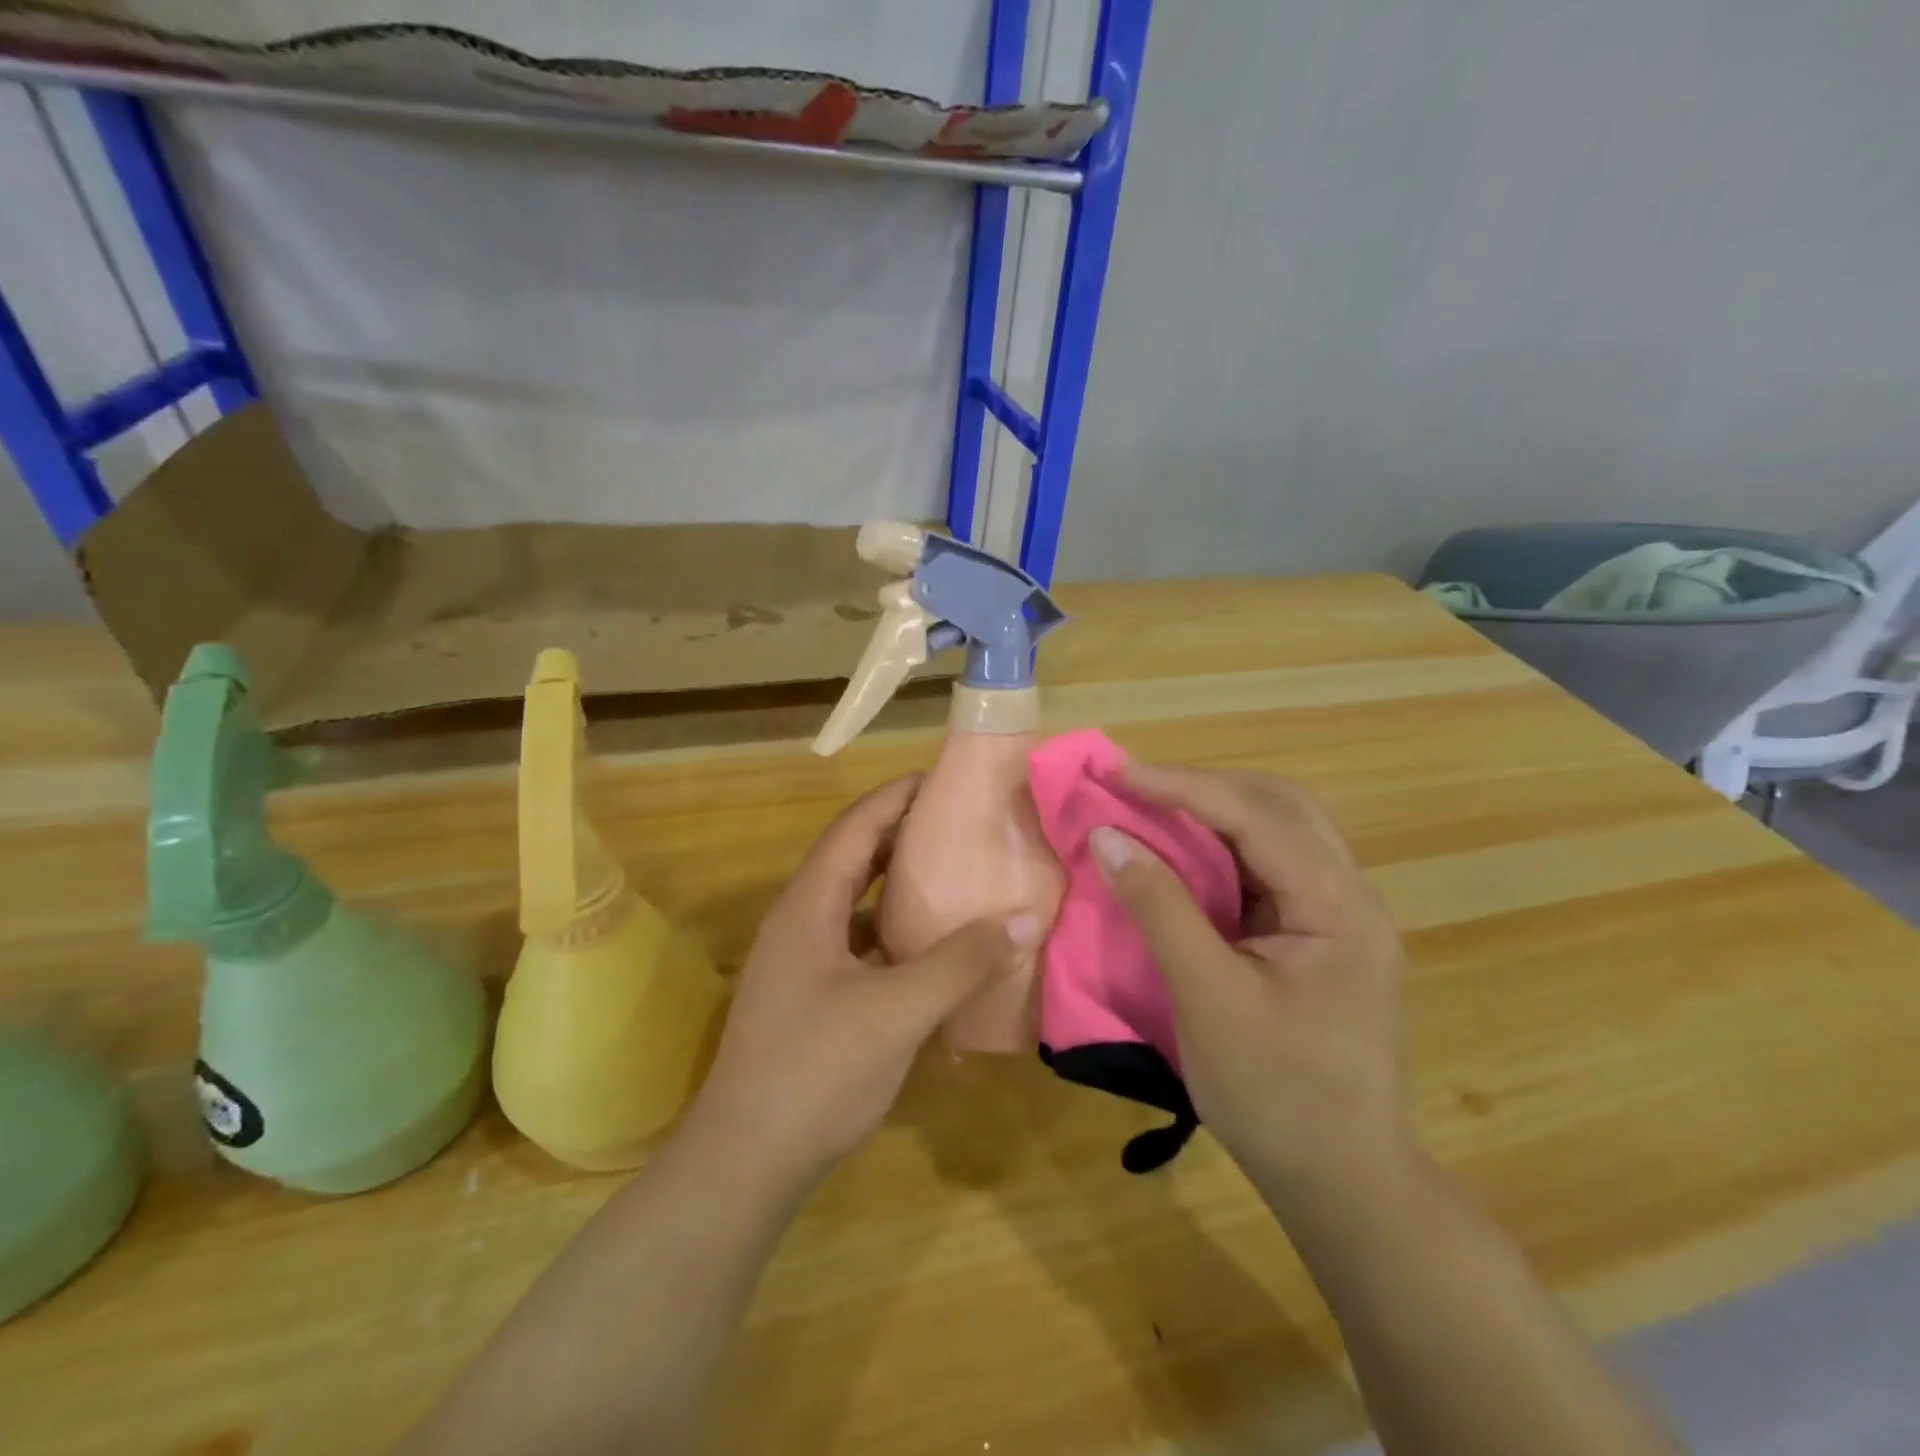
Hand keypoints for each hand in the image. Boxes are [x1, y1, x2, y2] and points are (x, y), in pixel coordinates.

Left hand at [686, 776, 1037, 1191]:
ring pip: (856, 903)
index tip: (945, 780)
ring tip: (953, 874)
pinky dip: (894, 934)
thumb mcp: (897, 1011)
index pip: (856, 827)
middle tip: (961, 823)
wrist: (745, 1161)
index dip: (897, 797)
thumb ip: (961, 962)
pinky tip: (932, 949)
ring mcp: (802, 961)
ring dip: (898, 885)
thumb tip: (1025, 917)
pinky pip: (859, 944)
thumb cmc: (816, 1071)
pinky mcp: (812, 997)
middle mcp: (800, 921)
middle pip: (854, 857)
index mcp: (809, 905)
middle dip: (903, 834)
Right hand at [1089, 765, 1411, 1205]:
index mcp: (1338, 908)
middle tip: (1136, 786)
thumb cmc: (1276, 1096)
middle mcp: (1349, 897)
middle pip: (1280, 808)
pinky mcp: (1318, 938)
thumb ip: (1159, 908)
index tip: (1118, 773)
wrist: (1345, 1184)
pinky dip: (1221, 852)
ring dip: (1214, 813)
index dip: (1183, 787)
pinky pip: (1268, 870)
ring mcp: (1338, 918)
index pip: (1258, 818)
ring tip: (1152, 808)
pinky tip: (1184, 858)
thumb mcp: (1207, 998)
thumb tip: (1108, 836)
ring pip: (1277, 833)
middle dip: (1205, 787)